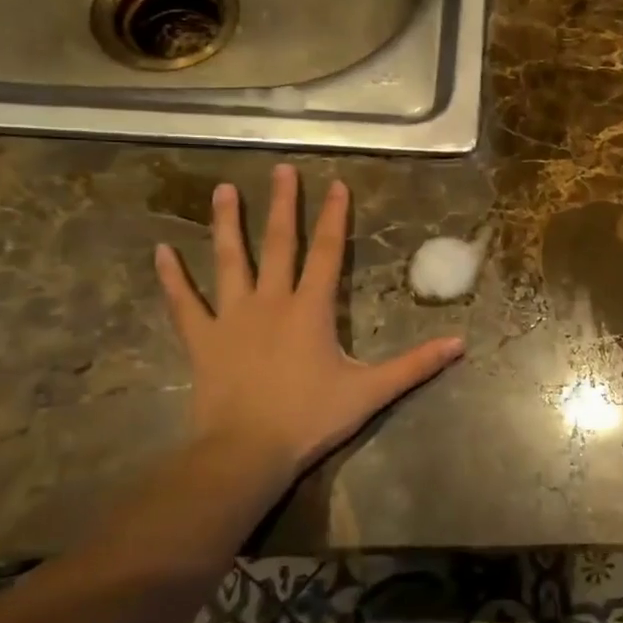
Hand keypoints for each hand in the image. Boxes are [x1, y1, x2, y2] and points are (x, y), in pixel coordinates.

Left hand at [155, 164, 463, 490]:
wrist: (246, 452)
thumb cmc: (310, 418)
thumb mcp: (371, 391)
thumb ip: (415, 364)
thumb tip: (460, 343)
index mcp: (311, 309)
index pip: (328, 252)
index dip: (334, 217)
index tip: (336, 184)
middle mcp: (271, 302)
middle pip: (278, 244)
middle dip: (282, 205)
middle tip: (281, 170)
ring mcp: (232, 318)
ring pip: (229, 262)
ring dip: (226, 225)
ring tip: (223, 190)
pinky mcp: (203, 340)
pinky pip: (184, 303)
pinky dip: (172, 278)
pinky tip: (161, 251)